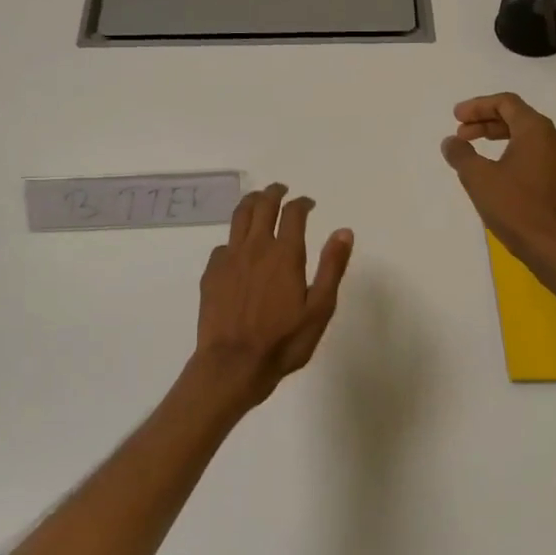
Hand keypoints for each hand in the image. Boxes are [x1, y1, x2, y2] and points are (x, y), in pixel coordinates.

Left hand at [193, 183, 353, 407]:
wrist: (233, 364)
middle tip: (281, 190)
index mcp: (285, 254)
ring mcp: (230, 258)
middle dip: (274, 193)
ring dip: (251, 203)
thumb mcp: (319, 309)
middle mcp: (256, 247)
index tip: (308, 203)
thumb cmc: (283, 341)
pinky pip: (223, 244)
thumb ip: (331, 267)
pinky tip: (238, 248)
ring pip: (239, 217)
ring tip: (258, 200)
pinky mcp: (212, 273)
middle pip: (263, 206)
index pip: (293, 214)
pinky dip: (234, 238)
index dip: (302, 203)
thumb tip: (344, 231)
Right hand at [440, 94, 555, 280]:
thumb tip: (451, 142)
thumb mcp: (478, 178)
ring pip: (526, 137)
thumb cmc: (514, 206)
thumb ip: (461, 154)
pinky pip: (534, 154)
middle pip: (517, 117)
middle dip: (485, 122)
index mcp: (536, 130)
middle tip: (461, 133)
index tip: (456, 117)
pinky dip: (512, 153)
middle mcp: (554, 138)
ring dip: (498, 138)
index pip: (506, 103)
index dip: (478, 106)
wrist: (552, 246)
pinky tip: (496, 170)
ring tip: (474, 150)